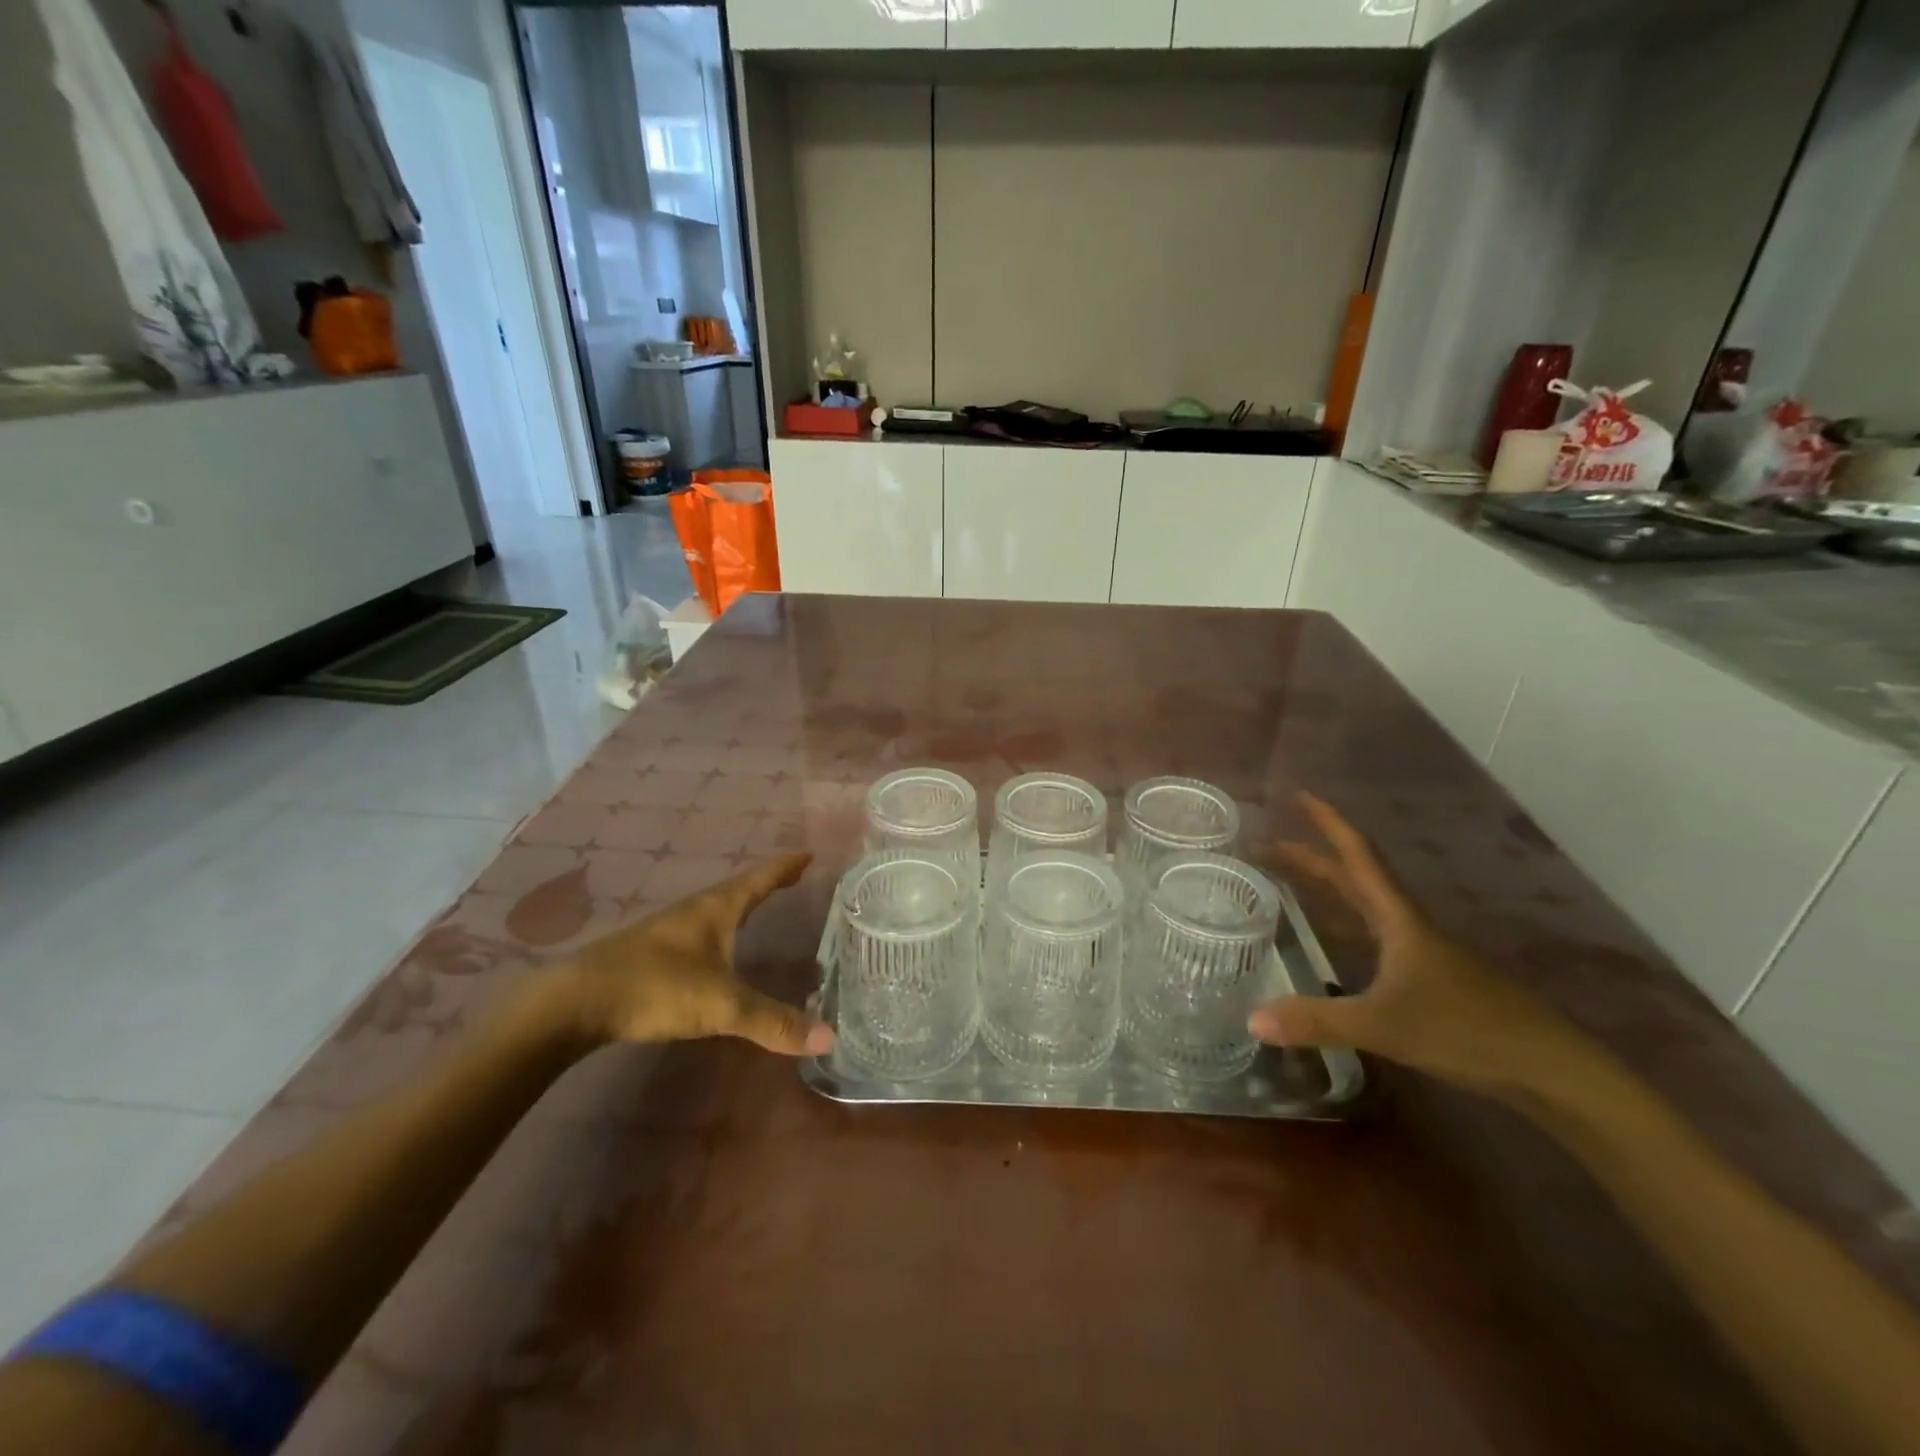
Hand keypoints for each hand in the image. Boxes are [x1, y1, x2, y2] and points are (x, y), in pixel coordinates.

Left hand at [558, 853, 833, 1056]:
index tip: (809, 854)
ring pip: (715, 908)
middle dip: (767, 882)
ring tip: (761, 907)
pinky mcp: (650, 952)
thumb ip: (772, 1022)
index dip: (785, 867)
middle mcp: (694, 911)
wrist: (576, 1002)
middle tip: (794, 877)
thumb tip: (828, 1038)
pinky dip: (720, 929)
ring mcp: (668, 930)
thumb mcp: (721, 1006)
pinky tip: (716, 947)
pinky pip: (698, 930)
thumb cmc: (657, 987)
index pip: (760, 879)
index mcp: (716, 909)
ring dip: (741, 904)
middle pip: (738, 889)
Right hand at [1250, 797, 1595, 1098]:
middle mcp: (1408, 925)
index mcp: (1398, 919)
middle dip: (1313, 854)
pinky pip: (1375, 933)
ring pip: (1366, 904)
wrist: (1549, 1068)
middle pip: (1355, 875)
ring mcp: (1422, 950)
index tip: (1297, 794)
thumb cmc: (1466, 1030)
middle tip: (1271, 843)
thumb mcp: (1383, 1025)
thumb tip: (1252, 1020)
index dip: (1327, 822)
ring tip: (1292, 881)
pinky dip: (1346, 922)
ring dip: (1330, 885)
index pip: (1357, 855)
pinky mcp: (1431, 976)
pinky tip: (1335, 940)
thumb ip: (1317, 1020)